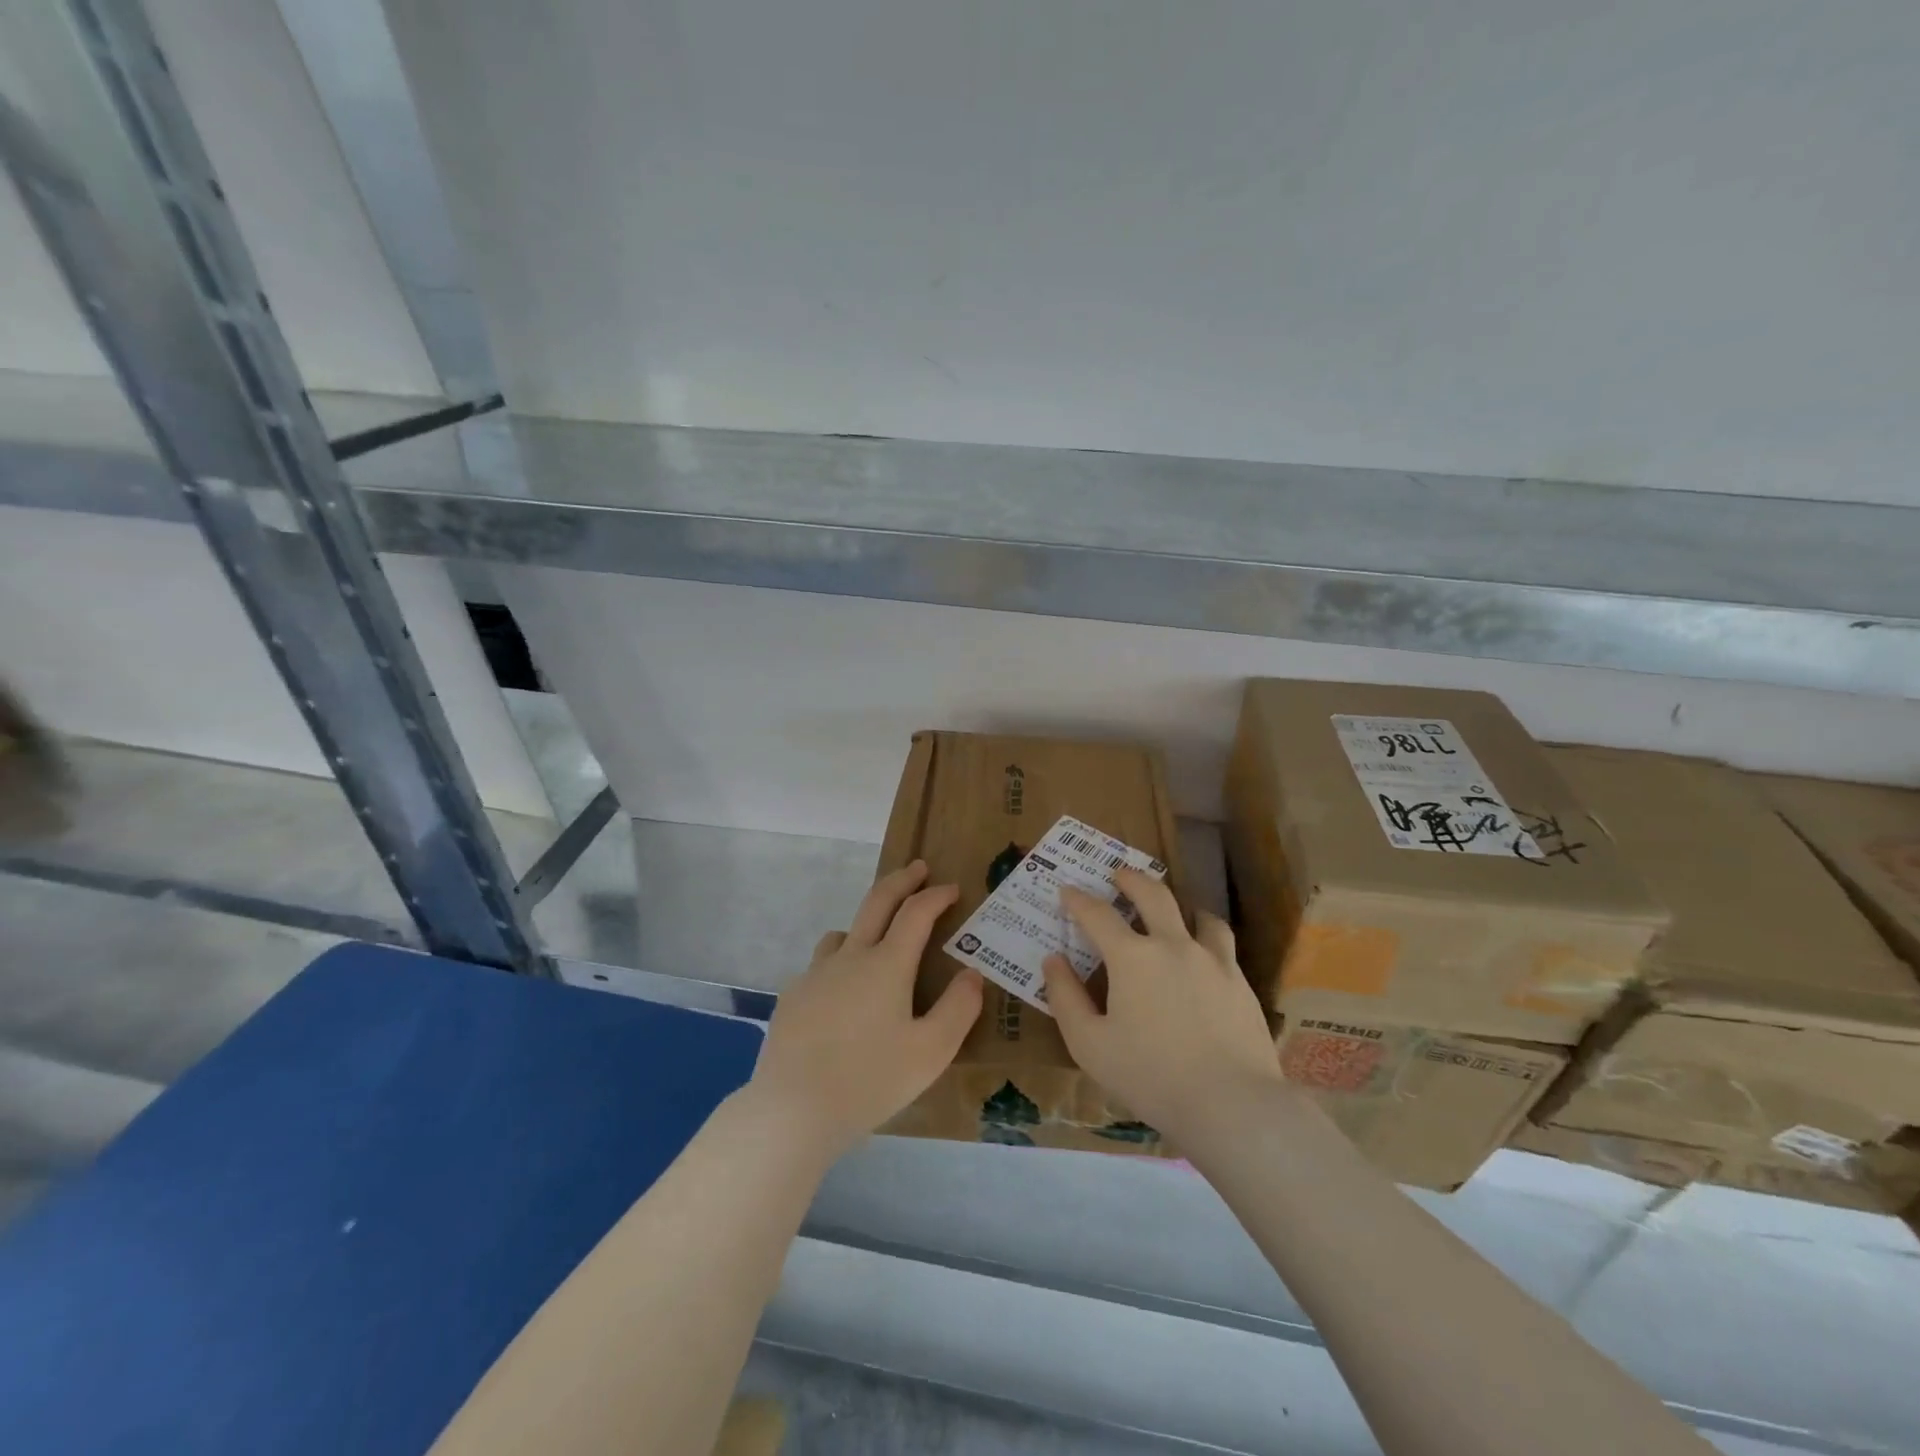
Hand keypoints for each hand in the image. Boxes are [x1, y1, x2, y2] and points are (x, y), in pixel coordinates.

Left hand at [750, 860, 982, 1159]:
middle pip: (877, 902)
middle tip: (918, 869)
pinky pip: (821, 966)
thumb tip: (972, 974)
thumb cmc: (870, 1080)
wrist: (793, 1110)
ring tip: (878, 941)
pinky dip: (839, 963)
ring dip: (866, 924)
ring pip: (843, 933)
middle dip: (901, 880)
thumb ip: (959, 1009)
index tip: (952, 888)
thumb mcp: (931, 1052)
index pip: (916, 912)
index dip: (936, 895)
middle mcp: (850, 956)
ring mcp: (815, 974)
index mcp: (887, 964)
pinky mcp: (793, 995)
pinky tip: (841, 995)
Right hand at [1043, 867, 1282, 1145]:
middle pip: (1153, 894)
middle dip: (1131, 879)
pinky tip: (1204, 952)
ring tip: (1172, 910)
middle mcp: (1172, 945)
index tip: (1067, 891)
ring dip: (1178, 905)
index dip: (1078, 900)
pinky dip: (1207, 935)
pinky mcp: (1240, 981)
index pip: (1097, 915)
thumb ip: (1066, 998)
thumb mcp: (1089, 1045)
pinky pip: (1222, 943)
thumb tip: (1053, 960)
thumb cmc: (1150, 1076)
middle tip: (1119, 874)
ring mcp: (1212, 960)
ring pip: (1197, 915)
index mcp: (1132, 957)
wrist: (1231, 1104)